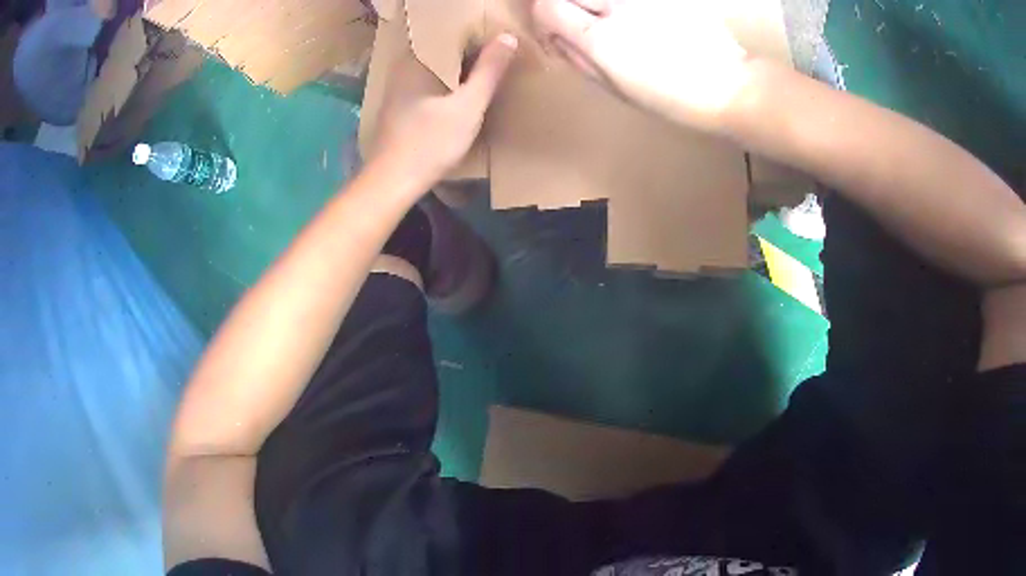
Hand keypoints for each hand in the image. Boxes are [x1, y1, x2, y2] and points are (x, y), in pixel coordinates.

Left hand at [372, 34, 517, 185]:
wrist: (392, 182)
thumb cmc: (431, 142)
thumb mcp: (468, 106)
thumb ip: (489, 71)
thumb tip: (508, 37)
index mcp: (416, 61)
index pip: (449, 35)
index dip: (475, 37)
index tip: (497, 43)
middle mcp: (402, 69)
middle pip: (441, 52)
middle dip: (468, 53)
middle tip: (496, 56)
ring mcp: (397, 89)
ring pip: (434, 70)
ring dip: (457, 71)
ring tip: (484, 72)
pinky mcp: (398, 108)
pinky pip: (426, 85)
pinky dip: (445, 85)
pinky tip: (460, 95)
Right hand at [531, 0, 749, 131]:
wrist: (730, 85)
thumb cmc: (673, 98)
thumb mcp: (616, 89)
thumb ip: (577, 59)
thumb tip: (554, 38)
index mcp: (603, 40)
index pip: (547, 7)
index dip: (544, 19)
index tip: (555, 33)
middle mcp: (619, 6)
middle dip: (563, 5)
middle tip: (579, 23)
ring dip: (591, 4)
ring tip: (608, 21)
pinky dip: (617, 4)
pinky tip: (637, 20)